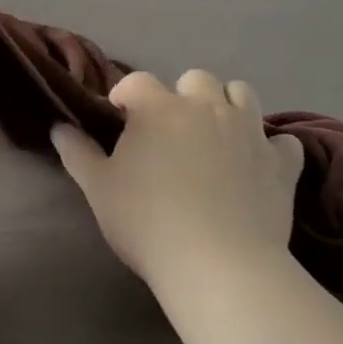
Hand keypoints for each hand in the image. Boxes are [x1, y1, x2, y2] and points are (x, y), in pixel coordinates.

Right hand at [52, 71, 303, 290]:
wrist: (217, 264)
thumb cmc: (147, 222)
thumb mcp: (99, 189)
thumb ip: (78, 154)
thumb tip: (58, 127)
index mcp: (159, 108)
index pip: (137, 82)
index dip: (125, 95)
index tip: (119, 116)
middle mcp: (206, 107)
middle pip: (195, 79)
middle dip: (181, 95)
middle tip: (171, 129)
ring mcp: (249, 131)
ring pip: (243, 94)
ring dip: (228, 105)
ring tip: (216, 134)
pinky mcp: (280, 163)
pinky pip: (283, 141)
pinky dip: (271, 147)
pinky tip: (258, 164)